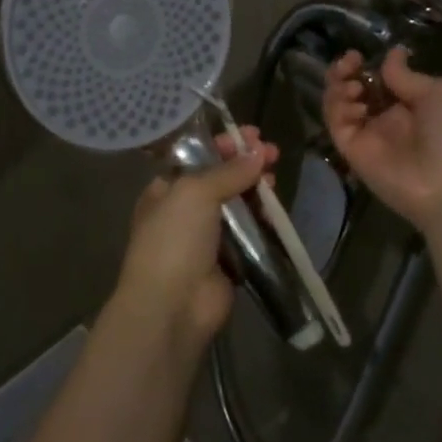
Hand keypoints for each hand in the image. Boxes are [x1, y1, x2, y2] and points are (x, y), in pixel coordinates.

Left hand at [112, 128, 278, 342]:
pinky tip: (275, 210)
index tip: (253, 136)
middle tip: (273, 154)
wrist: (172, 305)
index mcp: (165, 190)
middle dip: (245, 165)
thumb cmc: (174, 239)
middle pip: (221, 180)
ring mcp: (206, 238)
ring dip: (256, 191)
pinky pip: (249, 234)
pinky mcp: (229, 262)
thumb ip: (228, 172)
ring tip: (274, 181)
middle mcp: (184, 212)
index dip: (224, 146)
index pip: (197, 158)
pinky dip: (262, 221)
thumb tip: (258, 153)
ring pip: (237, 206)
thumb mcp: (194, 193)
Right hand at [323, 47, 441, 233]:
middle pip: (355, 90)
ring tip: (352, 86)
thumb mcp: (441, 92)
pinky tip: (355, 102)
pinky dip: (337, 108)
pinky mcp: (353, 152)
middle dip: (345, 72)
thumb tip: (392, 54)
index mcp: (413, 104)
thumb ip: (407, 76)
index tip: (360, 55)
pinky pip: (337, 126)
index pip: (380, 80)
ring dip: (339, 88)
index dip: (368, 66)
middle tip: (348, 63)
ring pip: (340, 106)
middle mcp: (388, 119)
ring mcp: (369, 136)